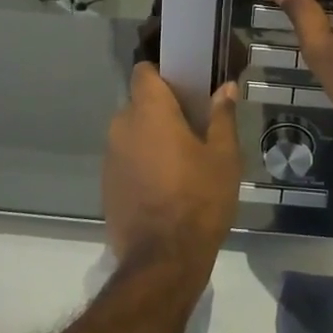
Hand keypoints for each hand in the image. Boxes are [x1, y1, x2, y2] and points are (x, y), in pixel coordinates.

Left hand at [103, 65, 242, 270]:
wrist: (163, 260)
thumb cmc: (199, 199)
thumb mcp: (223, 157)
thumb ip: (222, 117)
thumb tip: (225, 87)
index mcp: (149, 112)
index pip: (144, 72)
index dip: (162, 74)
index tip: (184, 86)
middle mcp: (122, 127)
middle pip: (139, 104)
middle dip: (161, 111)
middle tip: (191, 128)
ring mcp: (110, 158)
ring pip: (131, 133)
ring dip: (150, 139)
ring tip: (180, 161)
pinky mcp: (106, 186)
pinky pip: (125, 160)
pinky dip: (141, 164)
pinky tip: (164, 187)